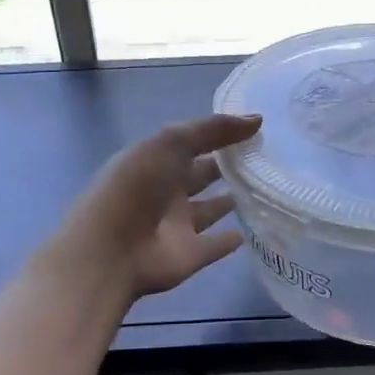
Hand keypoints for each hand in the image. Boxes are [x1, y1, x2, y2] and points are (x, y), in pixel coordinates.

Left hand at [55, 114, 262, 300]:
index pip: (193, 143)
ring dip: (229, 201)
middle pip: (200, 175)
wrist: (110, 250)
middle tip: (263, 158)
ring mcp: (178, 226)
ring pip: (209, 210)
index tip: (255, 129)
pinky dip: (229, 240)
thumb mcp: (171, 143)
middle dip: (225, 167)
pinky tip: (250, 232)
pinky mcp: (190, 255)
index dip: (219, 135)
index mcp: (157, 161)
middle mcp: (167, 191)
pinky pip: (215, 245)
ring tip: (262, 190)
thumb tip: (258, 119)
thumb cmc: (136, 186)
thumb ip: (213, 129)